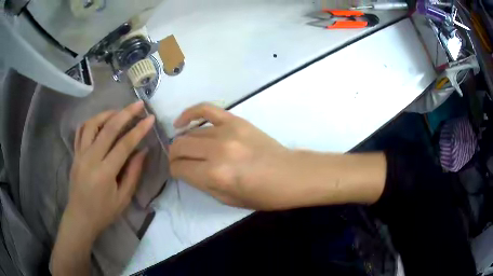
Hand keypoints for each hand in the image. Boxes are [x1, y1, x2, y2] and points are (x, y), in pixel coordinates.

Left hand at [65, 101, 154, 239]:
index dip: (139, 130)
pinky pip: (81, 131)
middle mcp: (90, 158)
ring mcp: (80, 154)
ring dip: (107, 114)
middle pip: (108, 128)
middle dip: (125, 113)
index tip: (150, 118)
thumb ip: (133, 174)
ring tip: (119, 112)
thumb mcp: (123, 198)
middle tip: (138, 104)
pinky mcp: (75, 154)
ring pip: (92, 124)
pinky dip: (91, 122)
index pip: (124, 145)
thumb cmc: (103, 212)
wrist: (80, 217)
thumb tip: (142, 152)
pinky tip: (100, 121)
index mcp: (105, 172)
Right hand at [169, 103, 291, 209]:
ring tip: (186, 148)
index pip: (179, 168)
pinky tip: (182, 122)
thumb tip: (186, 170)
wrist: (290, 175)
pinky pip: (206, 109)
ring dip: (183, 141)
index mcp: (215, 175)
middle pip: (180, 147)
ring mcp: (227, 132)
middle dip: (174, 155)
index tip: (177, 172)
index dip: (174, 171)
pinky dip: (190, 113)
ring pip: (191, 132)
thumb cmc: (262, 195)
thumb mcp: (227, 200)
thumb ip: (202, 184)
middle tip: (178, 161)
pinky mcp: (236, 121)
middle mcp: (217, 151)